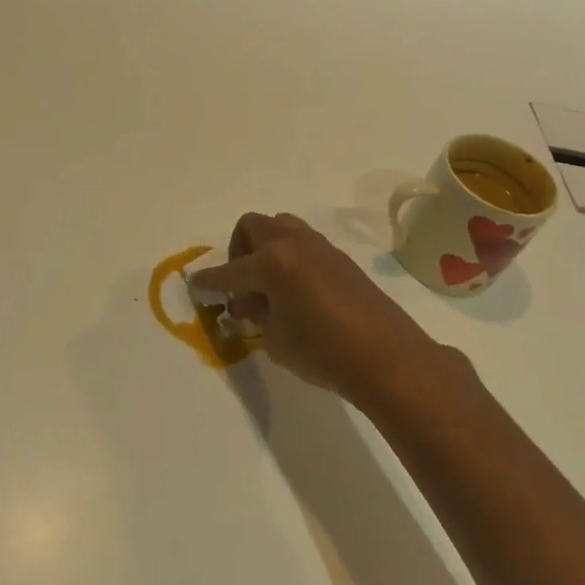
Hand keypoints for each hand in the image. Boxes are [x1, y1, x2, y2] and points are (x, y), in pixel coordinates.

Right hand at [189, 213, 464, 407]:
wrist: (389, 358)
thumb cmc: (324, 352)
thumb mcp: (276, 338)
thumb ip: (255, 315)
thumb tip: (247, 304)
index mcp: (271, 262)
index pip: (228, 271)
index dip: (208, 281)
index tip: (196, 286)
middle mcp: (292, 244)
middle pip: (252, 226)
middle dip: (239, 250)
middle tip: (241, 283)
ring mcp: (319, 246)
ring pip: (281, 227)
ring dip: (266, 248)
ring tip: (269, 285)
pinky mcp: (339, 257)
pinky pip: (303, 244)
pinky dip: (290, 258)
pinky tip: (296, 292)